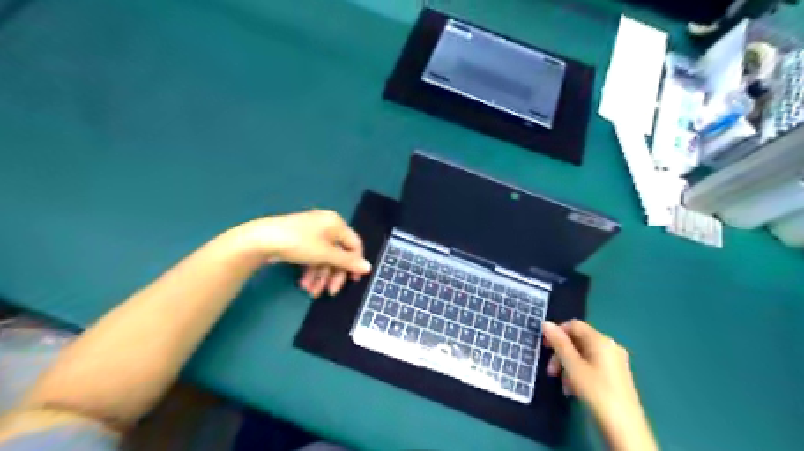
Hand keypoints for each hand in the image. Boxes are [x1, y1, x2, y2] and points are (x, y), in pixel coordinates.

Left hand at [234, 210, 370, 296]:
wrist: (261, 240)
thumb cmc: (299, 244)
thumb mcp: (326, 254)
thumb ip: (348, 262)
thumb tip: (369, 268)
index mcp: (336, 223)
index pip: (354, 244)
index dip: (355, 263)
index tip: (353, 281)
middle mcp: (326, 225)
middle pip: (338, 253)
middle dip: (334, 274)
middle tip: (331, 291)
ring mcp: (312, 233)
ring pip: (324, 258)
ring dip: (320, 276)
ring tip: (312, 292)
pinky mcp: (299, 241)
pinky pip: (312, 256)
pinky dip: (310, 271)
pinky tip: (304, 284)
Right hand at [539, 321, 658, 449]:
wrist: (624, 427)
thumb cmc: (595, 392)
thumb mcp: (572, 366)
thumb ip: (559, 343)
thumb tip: (546, 323)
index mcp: (600, 340)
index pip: (574, 325)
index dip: (557, 332)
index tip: (544, 347)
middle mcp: (610, 346)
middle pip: (579, 341)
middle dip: (561, 354)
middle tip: (551, 371)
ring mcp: (616, 361)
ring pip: (584, 355)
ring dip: (569, 366)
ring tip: (563, 385)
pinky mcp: (617, 375)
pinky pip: (593, 365)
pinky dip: (580, 373)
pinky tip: (574, 389)